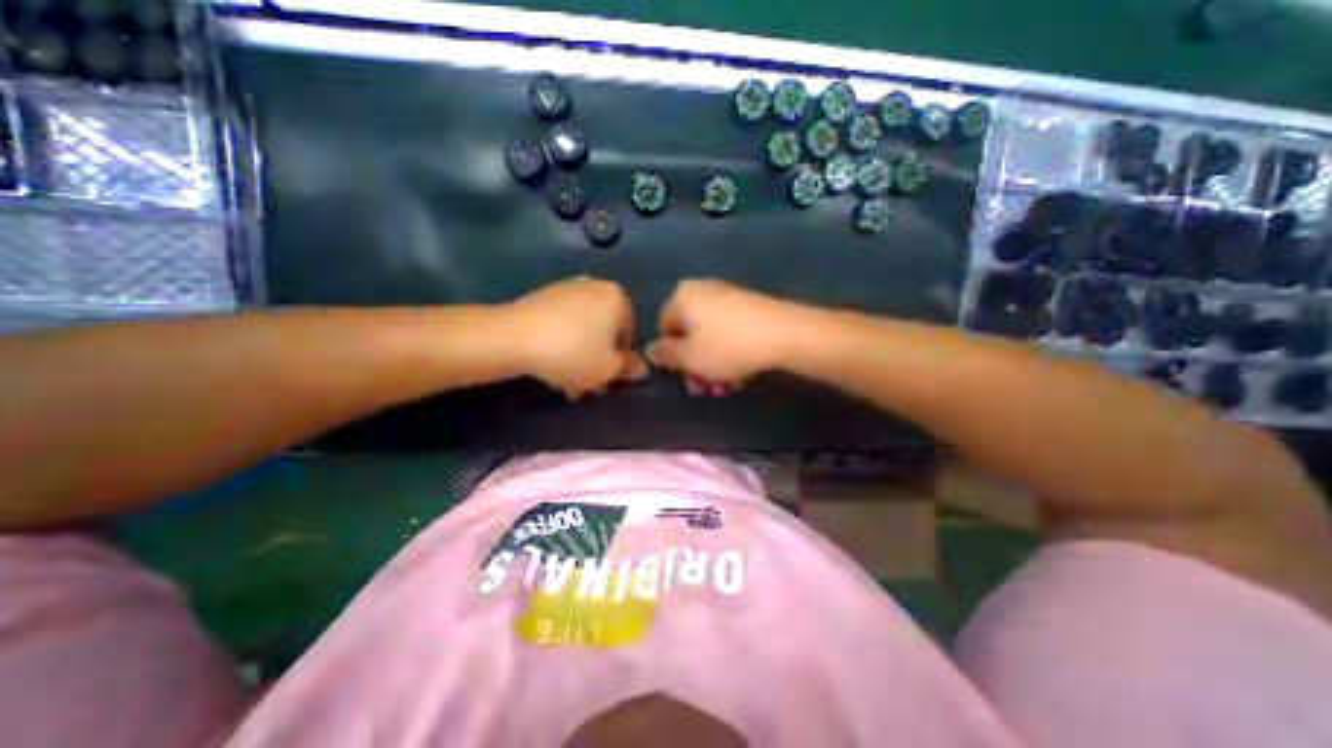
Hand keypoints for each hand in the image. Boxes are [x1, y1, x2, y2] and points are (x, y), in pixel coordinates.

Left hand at [503, 278, 647, 399]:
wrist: (513, 337)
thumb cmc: (573, 353)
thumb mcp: (608, 369)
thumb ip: (628, 368)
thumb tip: (640, 368)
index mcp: (616, 298)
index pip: (629, 333)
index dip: (621, 361)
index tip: (608, 380)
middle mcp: (594, 287)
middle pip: (604, 331)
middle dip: (597, 361)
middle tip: (587, 385)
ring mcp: (566, 289)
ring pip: (582, 330)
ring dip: (580, 357)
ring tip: (566, 382)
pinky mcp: (542, 297)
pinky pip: (562, 324)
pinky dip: (562, 343)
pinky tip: (550, 364)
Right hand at [649, 281, 805, 394]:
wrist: (784, 334)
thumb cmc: (727, 347)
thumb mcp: (689, 357)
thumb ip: (665, 355)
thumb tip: (651, 350)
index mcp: (682, 297)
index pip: (663, 329)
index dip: (670, 358)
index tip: (683, 378)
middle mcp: (702, 291)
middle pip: (689, 335)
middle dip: (694, 367)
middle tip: (704, 390)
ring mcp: (728, 298)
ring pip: (710, 338)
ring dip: (712, 367)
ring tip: (725, 389)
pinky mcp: (749, 308)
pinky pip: (729, 334)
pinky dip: (729, 355)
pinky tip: (740, 376)